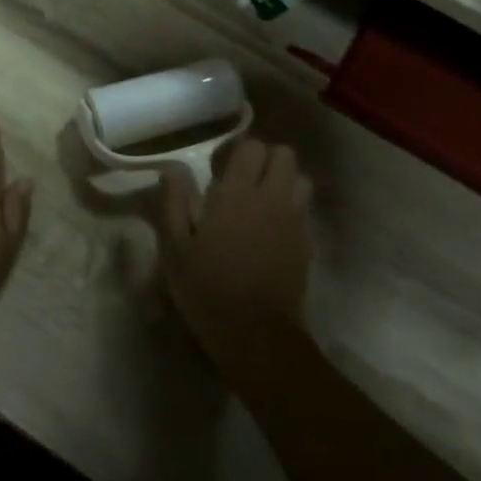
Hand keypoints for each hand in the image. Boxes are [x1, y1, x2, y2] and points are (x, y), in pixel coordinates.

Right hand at [159, 139, 312, 367]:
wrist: (256, 333)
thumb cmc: (206, 288)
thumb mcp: (174, 247)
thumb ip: (174, 201)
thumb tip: (173, 168)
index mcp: (236, 194)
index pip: (251, 147)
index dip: (236, 150)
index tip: (217, 169)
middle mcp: (271, 198)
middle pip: (284, 155)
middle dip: (265, 159)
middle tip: (241, 181)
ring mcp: (294, 221)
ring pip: (301, 179)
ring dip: (283, 182)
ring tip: (260, 203)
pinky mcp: (306, 244)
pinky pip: (304, 211)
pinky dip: (291, 210)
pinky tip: (270, 232)